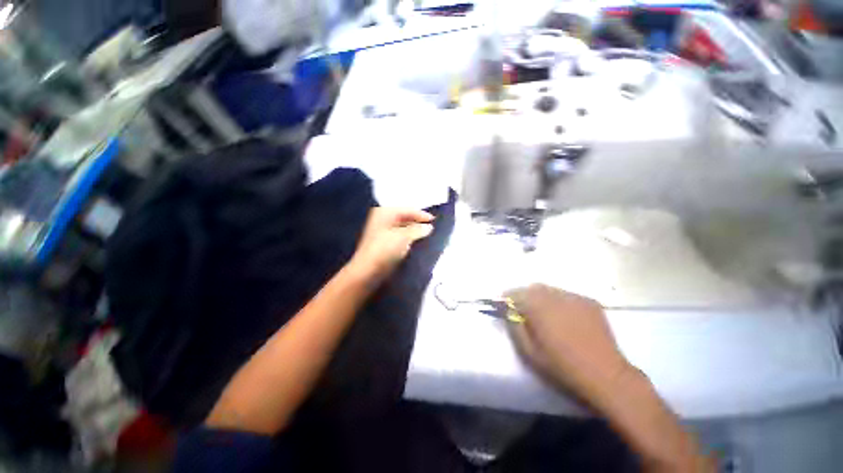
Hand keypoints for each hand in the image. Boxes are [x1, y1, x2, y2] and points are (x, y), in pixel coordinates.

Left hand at [348, 207, 434, 281]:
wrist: (368, 271)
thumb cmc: (385, 249)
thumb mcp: (404, 237)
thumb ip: (418, 230)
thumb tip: (429, 227)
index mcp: (385, 212)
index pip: (407, 210)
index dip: (421, 215)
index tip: (435, 220)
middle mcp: (382, 219)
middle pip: (404, 218)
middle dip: (418, 223)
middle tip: (432, 229)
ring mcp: (381, 232)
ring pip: (402, 228)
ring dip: (414, 232)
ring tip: (427, 236)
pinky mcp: (383, 244)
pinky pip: (399, 237)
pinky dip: (408, 239)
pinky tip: (416, 243)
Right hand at [506, 284, 633, 407]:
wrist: (606, 375)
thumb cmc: (562, 366)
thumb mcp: (529, 352)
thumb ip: (515, 328)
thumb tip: (509, 313)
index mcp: (538, 307)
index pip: (515, 293)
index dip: (507, 298)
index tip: (504, 305)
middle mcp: (555, 296)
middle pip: (533, 288)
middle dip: (525, 296)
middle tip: (524, 310)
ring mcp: (574, 297)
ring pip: (550, 290)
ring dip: (542, 298)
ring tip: (546, 314)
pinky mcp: (589, 302)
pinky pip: (567, 296)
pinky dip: (560, 302)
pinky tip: (566, 318)